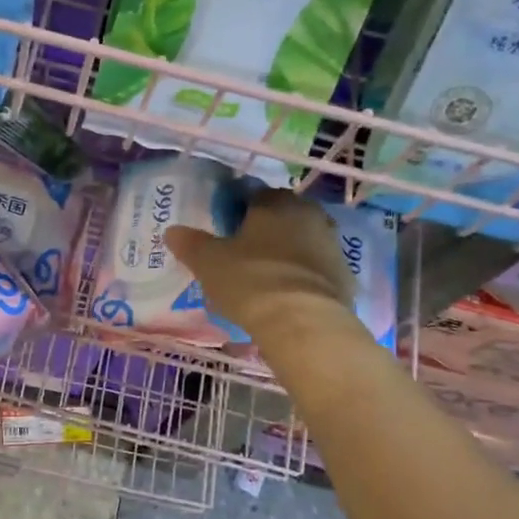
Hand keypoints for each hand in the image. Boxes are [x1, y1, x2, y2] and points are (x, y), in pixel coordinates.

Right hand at [165, 189, 354, 338]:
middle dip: (263, 231)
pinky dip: (300, 277)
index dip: (235, 210)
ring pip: (301, 242)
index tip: (223, 230)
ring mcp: (332, 245)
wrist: (304, 323)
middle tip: (240, 254)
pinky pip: (315, 270)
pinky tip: (284, 296)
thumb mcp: (208, 263)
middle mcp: (309, 214)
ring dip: (284, 253)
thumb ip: (190, 244)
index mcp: (276, 202)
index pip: (253, 194)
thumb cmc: (251, 281)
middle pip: (281, 217)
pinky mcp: (345, 276)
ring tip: (262, 278)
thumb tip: (172, 231)